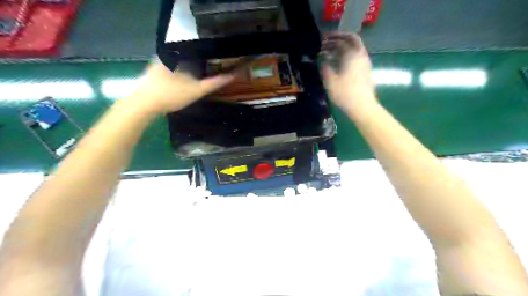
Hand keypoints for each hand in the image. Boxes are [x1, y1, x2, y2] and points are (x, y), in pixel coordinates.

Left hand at [130, 60, 232, 112]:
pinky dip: (178, 74)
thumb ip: (214, 83)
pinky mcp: (151, 74)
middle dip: (198, 63)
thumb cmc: (172, 95)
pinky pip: (169, 70)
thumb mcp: (197, 90)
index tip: (218, 63)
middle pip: (187, 57)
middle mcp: (166, 56)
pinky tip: (181, 84)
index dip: (209, 57)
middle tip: (209, 71)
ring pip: (177, 64)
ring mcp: (156, 65)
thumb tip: (232, 75)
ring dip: (187, 69)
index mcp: (177, 55)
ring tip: (198, 77)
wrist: (143, 105)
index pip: (197, 51)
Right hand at [320, 33, 376, 114]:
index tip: (321, 40)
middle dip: (339, 38)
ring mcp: (365, 63)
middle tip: (327, 42)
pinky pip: (356, 56)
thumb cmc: (345, 93)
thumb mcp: (330, 81)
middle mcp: (361, 55)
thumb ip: (325, 67)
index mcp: (352, 54)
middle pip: (352, 39)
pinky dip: (347, 54)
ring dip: (343, 47)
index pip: (341, 40)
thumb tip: (322, 60)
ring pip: (355, 48)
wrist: (362, 107)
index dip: (330, 39)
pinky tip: (339, 63)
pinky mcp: (366, 71)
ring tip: (330, 53)